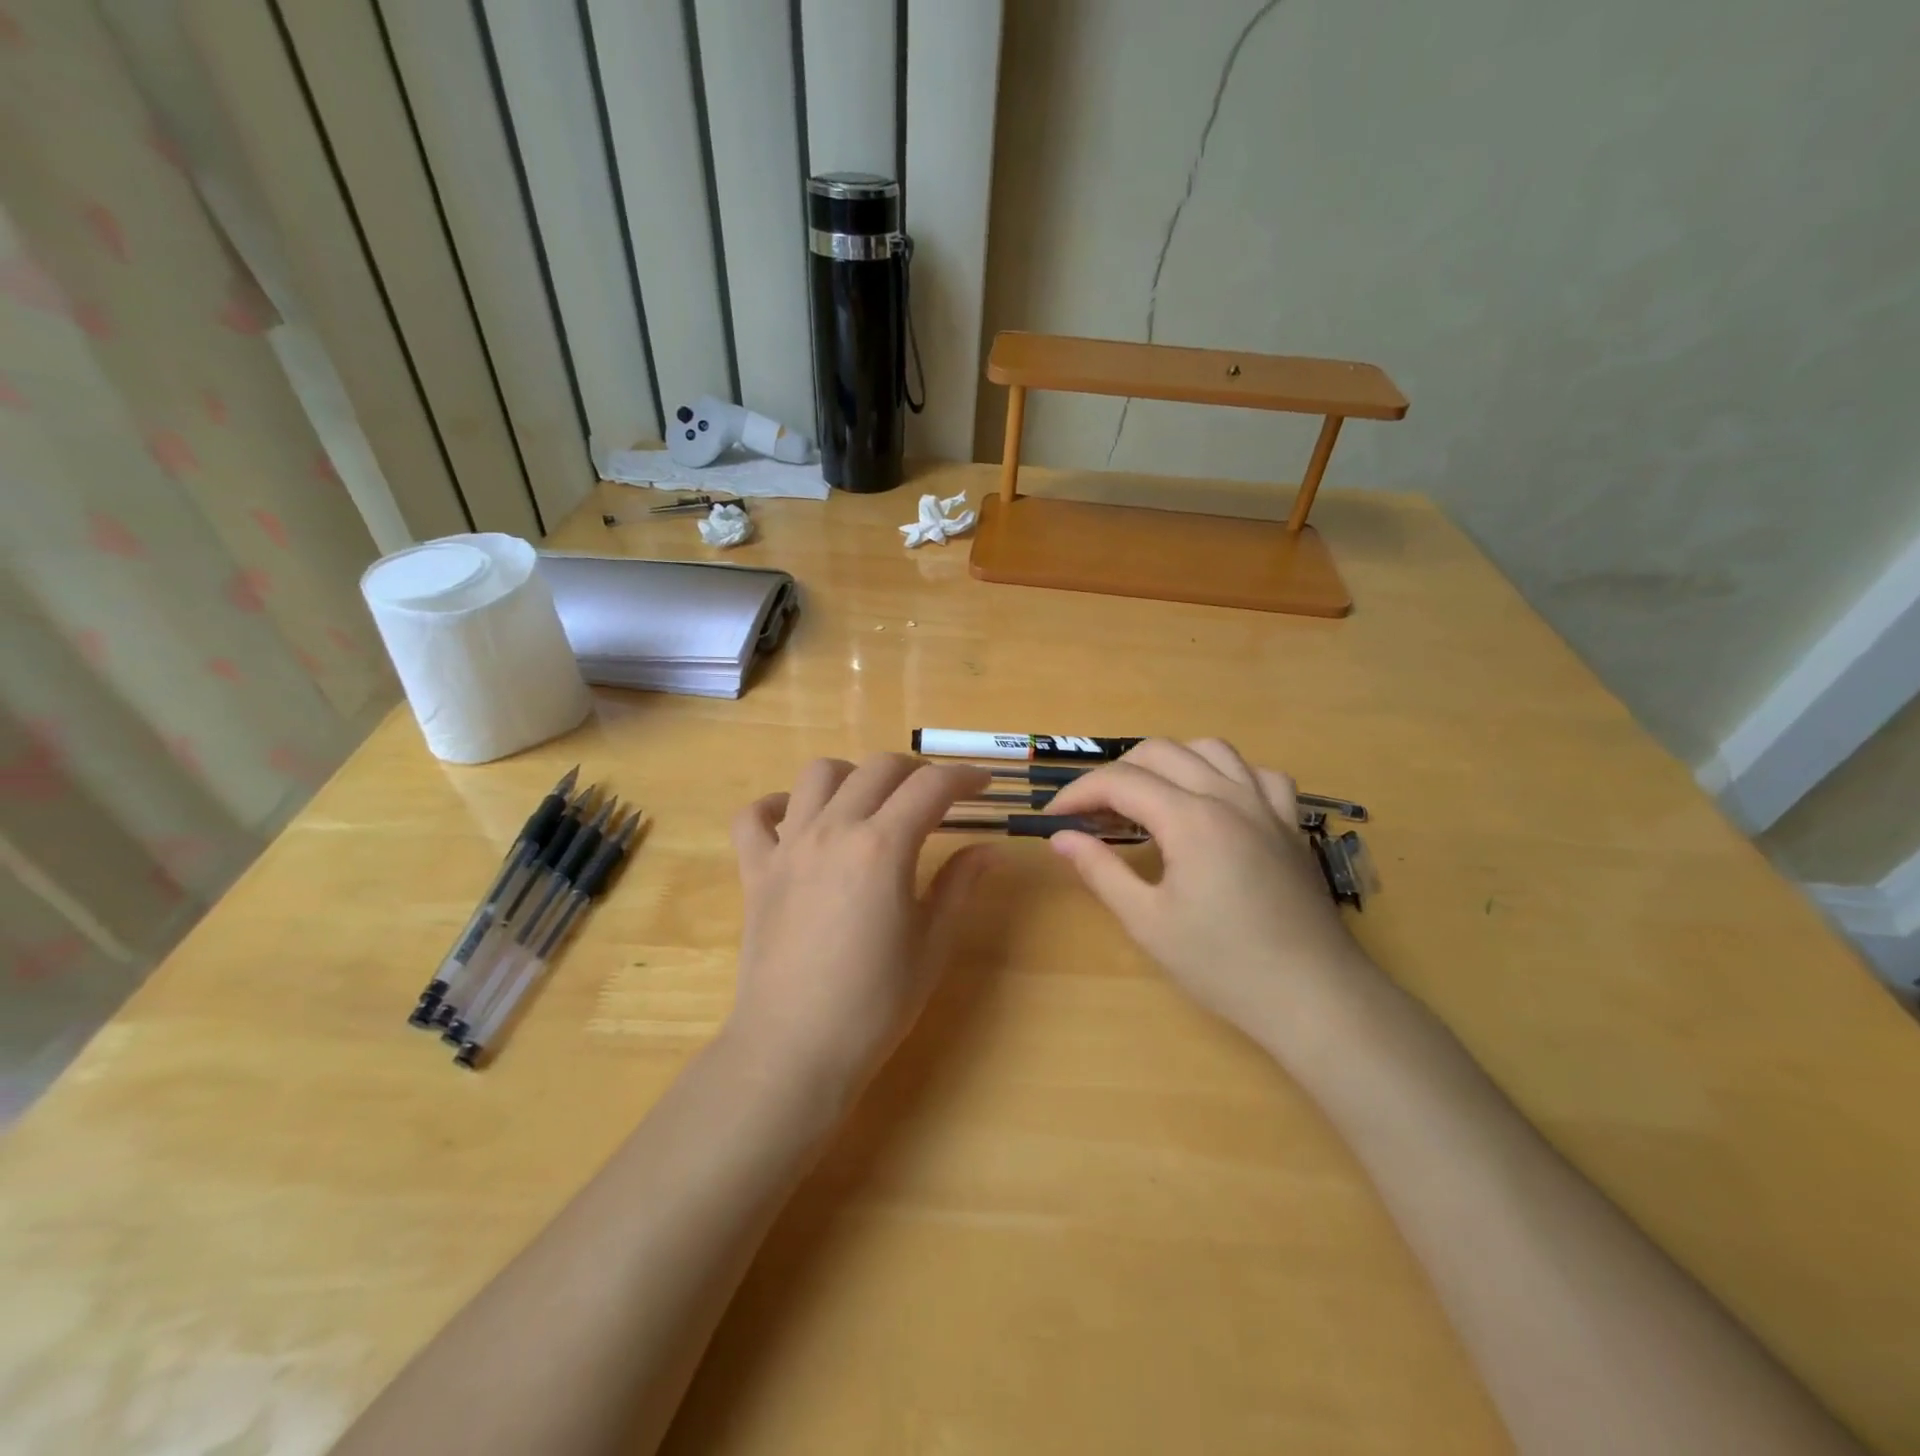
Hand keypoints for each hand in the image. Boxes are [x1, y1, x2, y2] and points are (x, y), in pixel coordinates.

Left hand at [725, 755, 994, 1098]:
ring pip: (818, 774)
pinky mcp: (756, 870)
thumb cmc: (875, 1002)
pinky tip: (798, 820)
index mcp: (883, 846)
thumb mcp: (932, 944)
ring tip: (870, 802)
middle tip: (936, 797)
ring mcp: (788, 846)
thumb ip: (960, 885)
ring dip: (852, 775)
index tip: (983, 785)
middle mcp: (834, 830)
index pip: (931, 787)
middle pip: (878, 768)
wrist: (795, 1047)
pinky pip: (754, 816)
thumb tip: (989, 849)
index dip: (964, 778)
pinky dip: (777, 806)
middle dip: (916, 772)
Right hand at [1047, 738, 1373, 1049]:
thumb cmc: (1223, 965)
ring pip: (1211, 749)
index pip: (1120, 782)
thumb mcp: (1147, 922)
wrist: (1313, 996)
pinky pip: (1259, 774)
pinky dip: (1228, 775)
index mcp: (1190, 818)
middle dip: (1115, 774)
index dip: (1078, 793)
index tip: (1054, 818)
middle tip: (1094, 814)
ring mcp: (1266, 806)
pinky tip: (1217, 803)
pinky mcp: (1291, 824)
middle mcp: (1228, 796)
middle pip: (1159, 752)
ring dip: (1169, 763)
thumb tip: (1061, 838)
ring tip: (1149, 799)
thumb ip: (1100, 871)